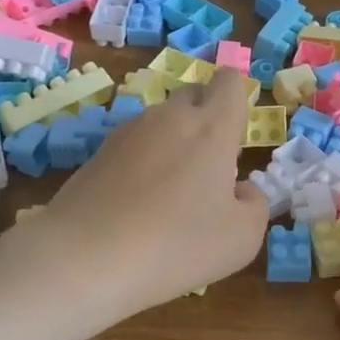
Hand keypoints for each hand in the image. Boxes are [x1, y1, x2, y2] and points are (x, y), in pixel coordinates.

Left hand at [27, 68, 268, 318]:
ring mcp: (129, 131)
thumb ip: (255, 205)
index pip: (229, 82)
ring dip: (173, 143)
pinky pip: (135, 145)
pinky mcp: (99, 151)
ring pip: (162, 121)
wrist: (84, 257)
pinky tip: (138, 204)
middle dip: (206, 117)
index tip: (236, 136)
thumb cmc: (176, 244)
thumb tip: (241, 189)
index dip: (237, 99)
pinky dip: (144, 163)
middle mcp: (170, 117)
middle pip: (194, 94)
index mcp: (212, 127)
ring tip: (170, 194)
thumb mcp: (241, 239)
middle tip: (209, 168)